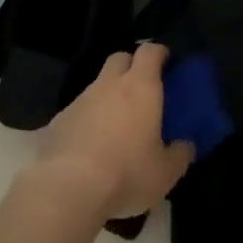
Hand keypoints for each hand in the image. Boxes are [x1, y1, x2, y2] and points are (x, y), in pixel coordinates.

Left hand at [38, 44, 194, 221]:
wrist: (67, 190)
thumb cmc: (126, 174)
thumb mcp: (166, 172)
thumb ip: (180, 154)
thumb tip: (185, 146)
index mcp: (140, 87)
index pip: (150, 52)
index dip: (159, 54)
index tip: (167, 64)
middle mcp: (108, 85)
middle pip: (120, 59)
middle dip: (131, 67)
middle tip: (142, 91)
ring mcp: (79, 101)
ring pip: (97, 86)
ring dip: (108, 97)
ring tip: (116, 126)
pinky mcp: (57, 121)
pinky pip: (78, 111)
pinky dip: (87, 120)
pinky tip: (90, 146)